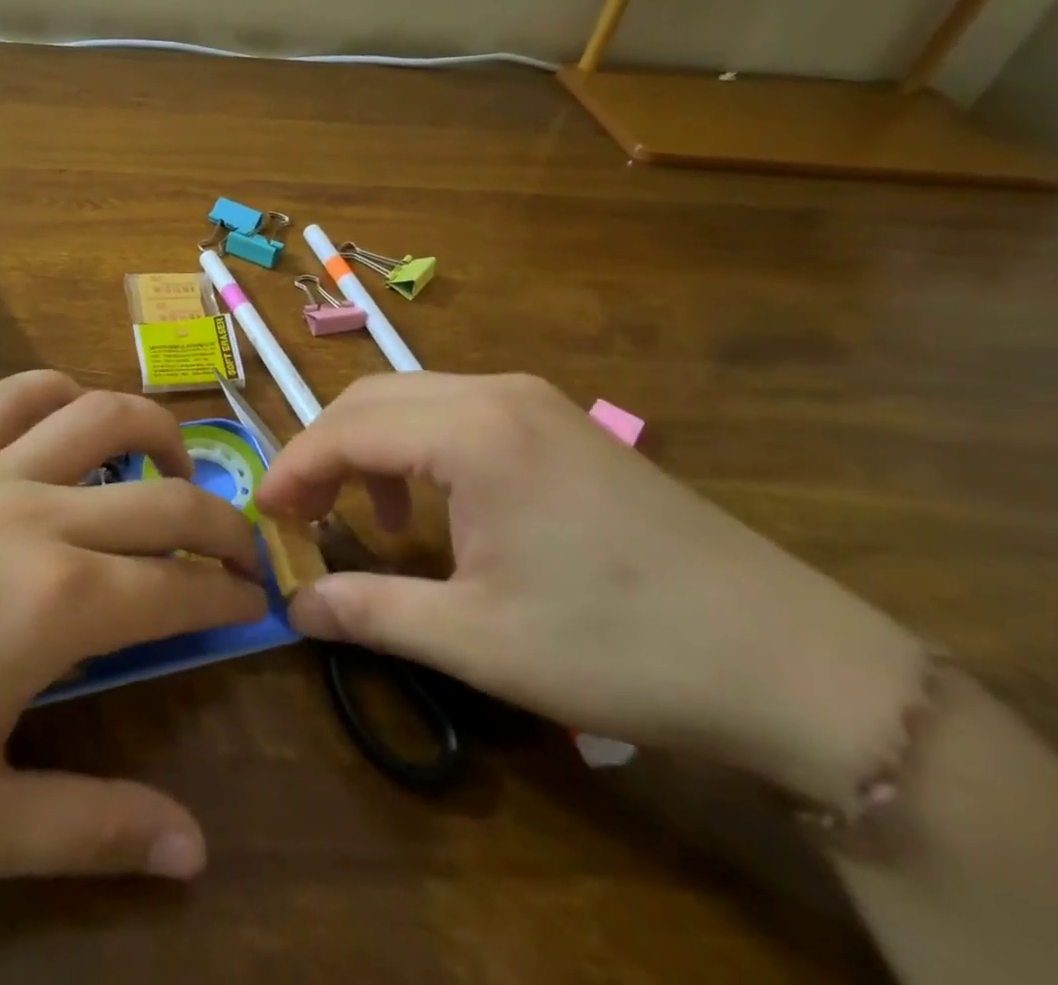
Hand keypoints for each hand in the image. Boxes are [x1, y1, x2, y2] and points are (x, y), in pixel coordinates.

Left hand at [0, 371, 265, 884]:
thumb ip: (90, 831)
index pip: (176, 589)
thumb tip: (194, 851)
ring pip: (101, 415)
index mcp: (54, 604)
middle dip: (221, 522)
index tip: (251, 605)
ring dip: (157, 432)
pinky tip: (72, 425)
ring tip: (171, 470)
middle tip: (237, 550)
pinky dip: (63, 394)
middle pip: (164, 497)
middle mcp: (36, 514)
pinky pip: (15, 396)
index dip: (227, 597)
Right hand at [257, 372, 927, 811]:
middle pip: (371, 398)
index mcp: (471, 430)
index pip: (345, 428)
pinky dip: (418, 446)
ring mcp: (535, 401)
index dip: (293, 470)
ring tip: (369, 516)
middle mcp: (496, 393)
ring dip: (370, 447)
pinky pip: (457, 411)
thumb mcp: (476, 639)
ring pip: (412, 398)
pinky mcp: (561, 422)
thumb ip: (370, 610)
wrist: (793, 663)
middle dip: (323, 451)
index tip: (264, 516)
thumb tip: (293, 607)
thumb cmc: (618, 646)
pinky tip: (435, 504)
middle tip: (302, 515)